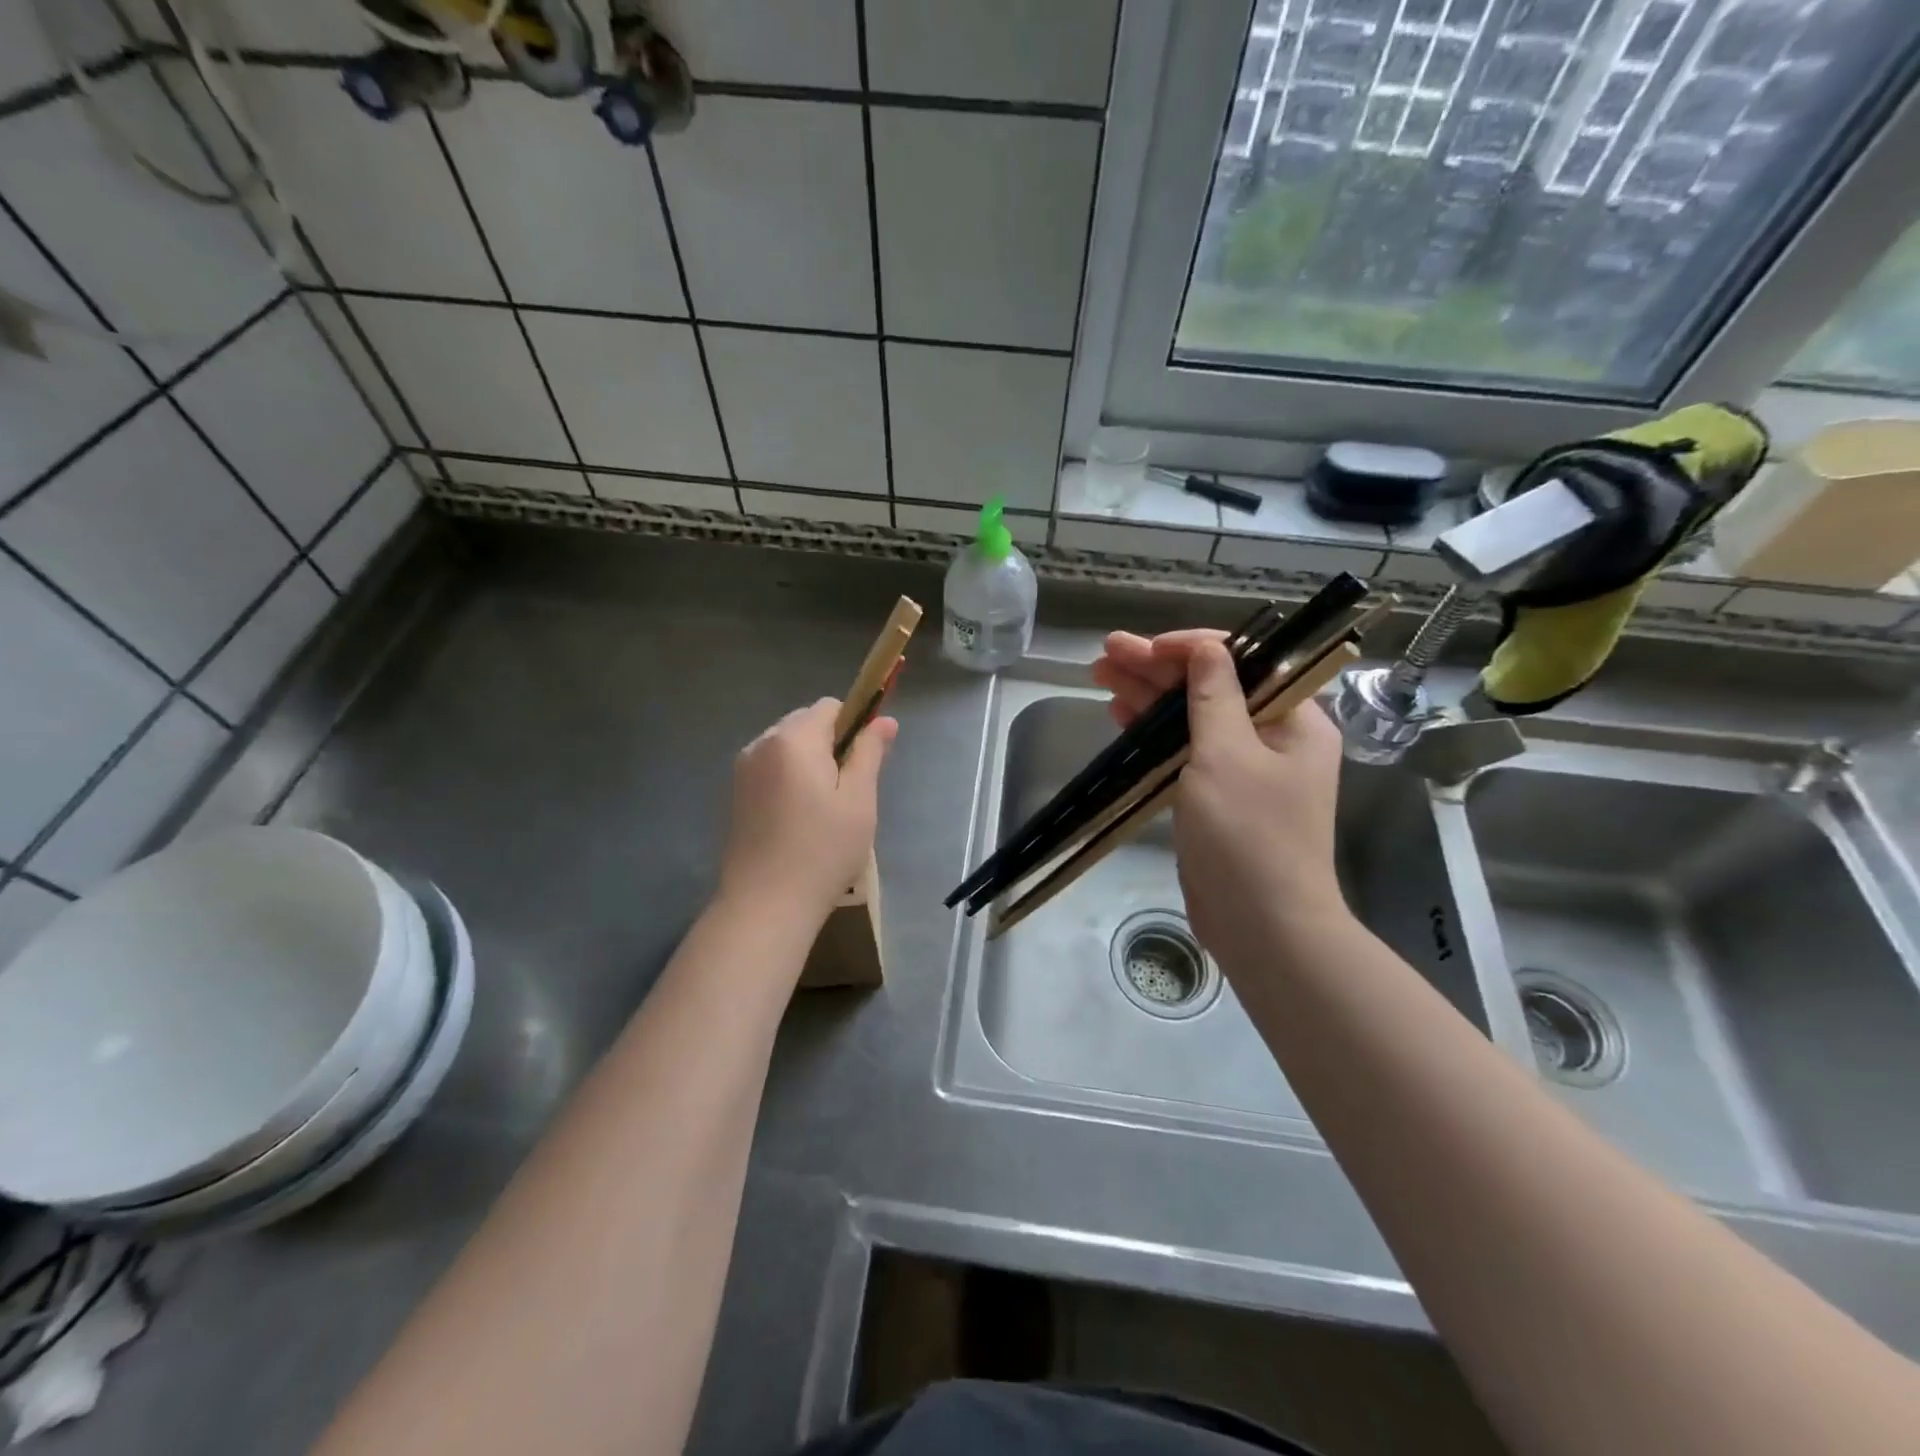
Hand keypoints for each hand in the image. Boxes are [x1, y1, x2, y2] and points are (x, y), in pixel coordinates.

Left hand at [717, 699, 896, 919]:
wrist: (766, 904)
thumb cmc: (823, 850)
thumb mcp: (859, 800)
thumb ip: (870, 753)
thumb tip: (884, 720)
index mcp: (793, 739)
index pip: (830, 707)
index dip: (854, 725)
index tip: (864, 763)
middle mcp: (762, 744)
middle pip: (805, 723)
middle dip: (830, 744)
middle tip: (847, 791)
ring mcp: (743, 769)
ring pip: (787, 747)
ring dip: (809, 762)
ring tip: (823, 809)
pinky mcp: (735, 794)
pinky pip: (770, 768)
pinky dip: (789, 779)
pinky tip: (798, 818)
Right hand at [1093, 630, 1346, 963]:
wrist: (1262, 926)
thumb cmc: (1249, 835)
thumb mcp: (1227, 755)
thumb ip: (1213, 696)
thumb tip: (1207, 648)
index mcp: (1293, 719)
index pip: (1243, 661)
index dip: (1189, 648)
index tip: (1144, 647)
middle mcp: (1271, 737)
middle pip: (1210, 687)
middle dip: (1157, 669)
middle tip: (1107, 652)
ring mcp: (1242, 769)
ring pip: (1190, 718)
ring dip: (1147, 697)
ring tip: (1101, 674)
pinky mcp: (1216, 797)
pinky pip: (1183, 751)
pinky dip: (1153, 733)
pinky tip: (1120, 715)